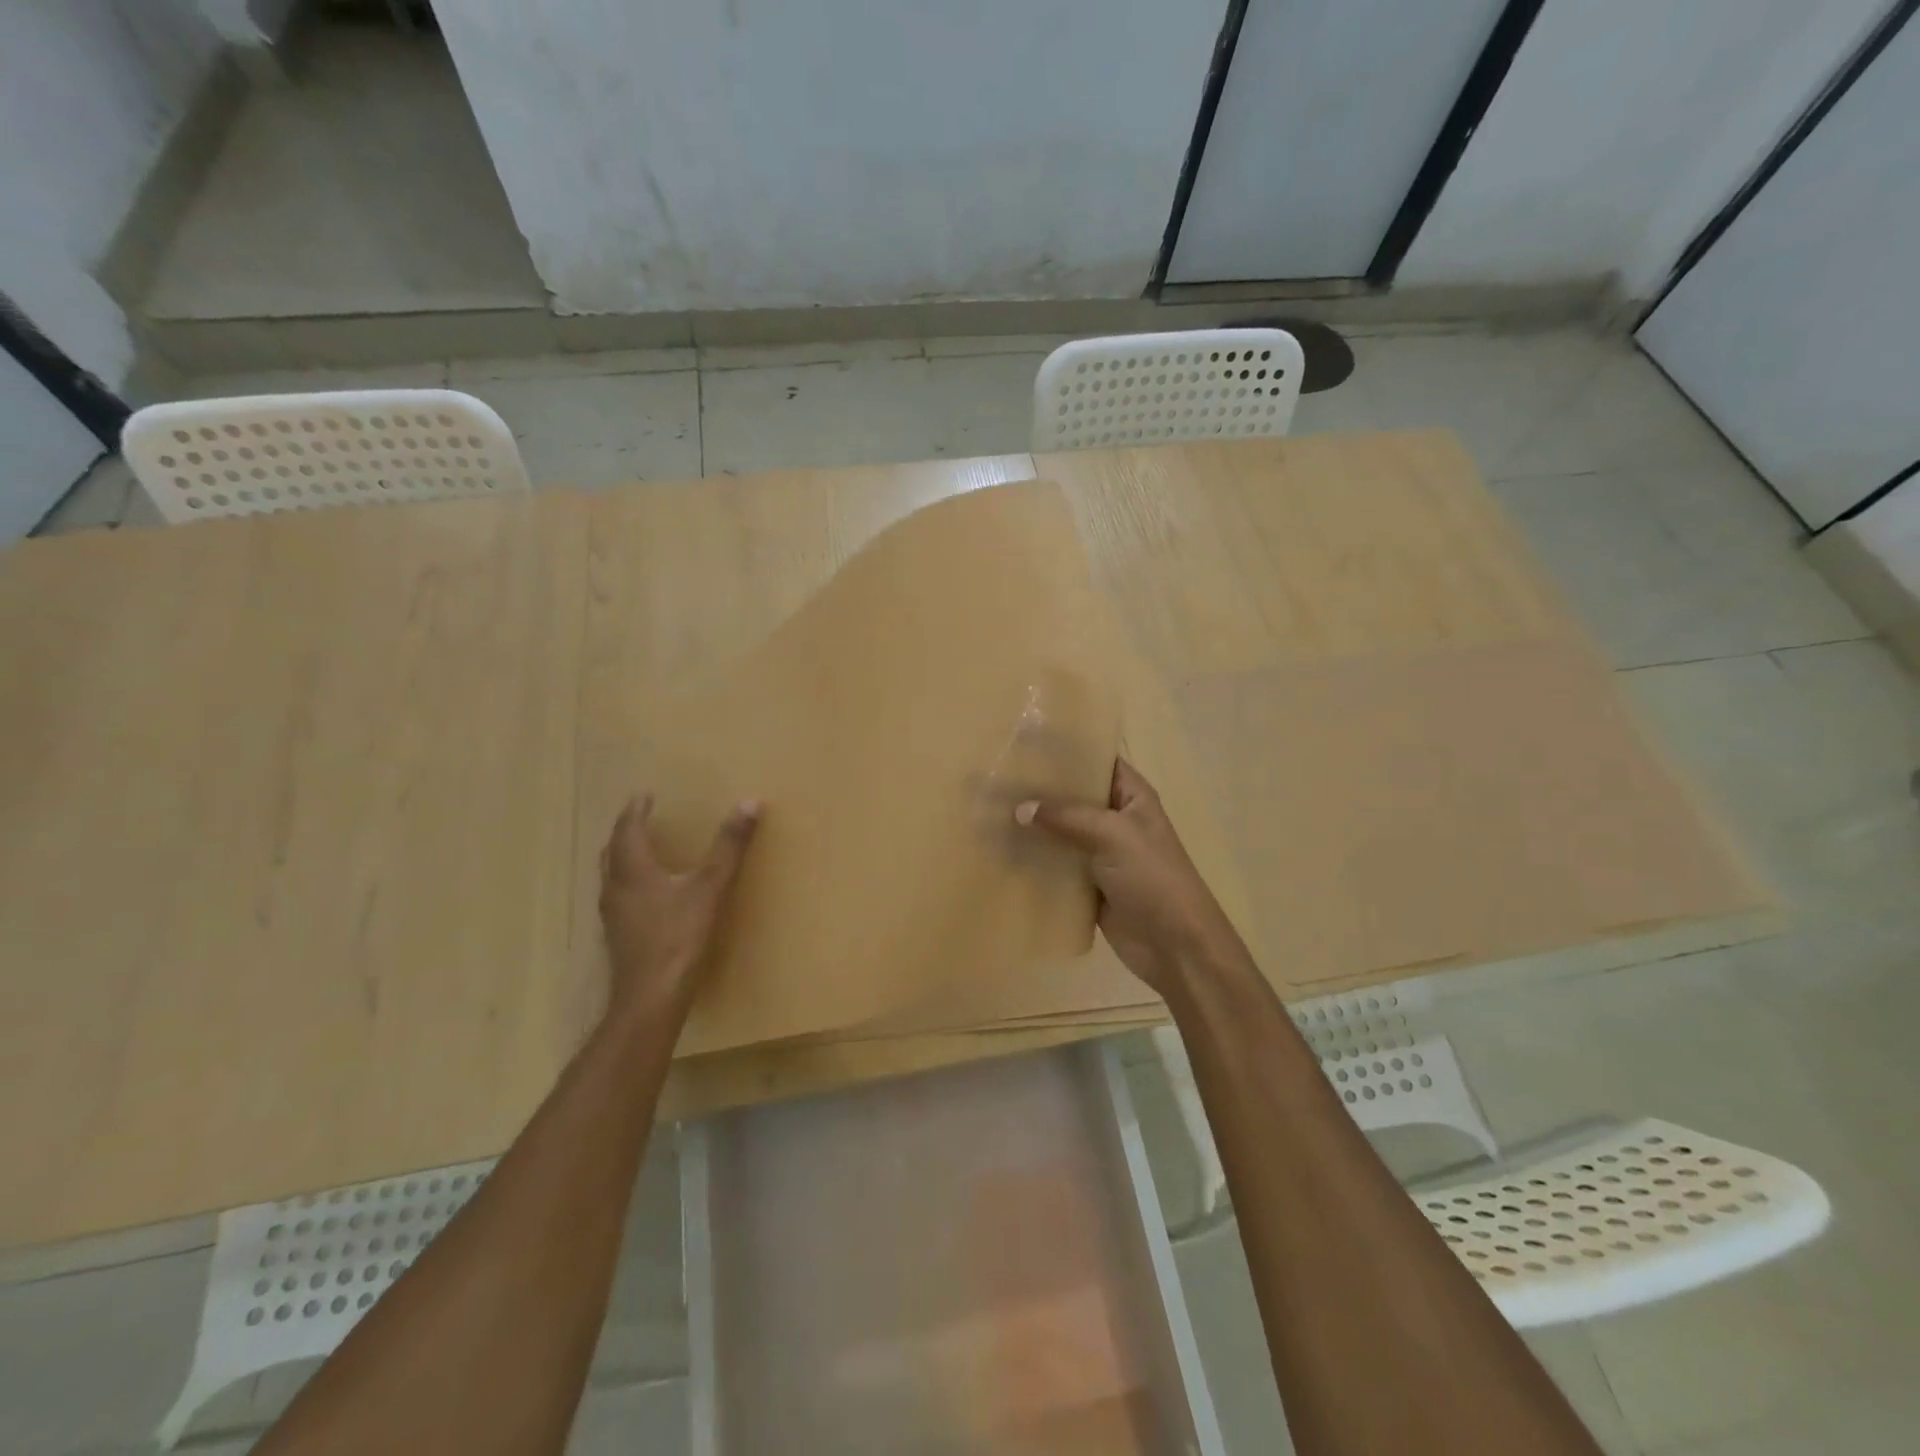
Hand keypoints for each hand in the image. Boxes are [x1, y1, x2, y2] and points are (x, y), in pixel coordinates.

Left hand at [598, 793, 760, 1019]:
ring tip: (640, 849)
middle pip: (612, 851)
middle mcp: (616, 888)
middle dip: (625, 831)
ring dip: (622, 856)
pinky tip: (645, 894)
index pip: (627, 830)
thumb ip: (729, 846)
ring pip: (611, 875)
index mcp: (633, 870)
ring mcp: (613, 915)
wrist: (651, 997)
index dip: (635, 810)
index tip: (644, 795)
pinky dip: (628, 881)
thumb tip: (749, 803)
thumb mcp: (710, 887)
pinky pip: (618, 896)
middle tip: (640, 818)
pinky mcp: (618, 936)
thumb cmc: (679, 937)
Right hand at [1015, 758, 1245, 998]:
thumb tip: (1020, 808)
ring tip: (991, 812)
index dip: (1068, 751)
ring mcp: (1101, 854)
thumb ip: (1067, 817)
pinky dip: (1036, 861)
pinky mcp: (1088, 885)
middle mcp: (1116, 820)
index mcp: (1132, 797)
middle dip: (1041, 790)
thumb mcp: (1113, 835)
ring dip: (1034, 827)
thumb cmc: (1153, 878)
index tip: (1026, 742)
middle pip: (1074, 797)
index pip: (1098, 761)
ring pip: (1061, 833)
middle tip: (997, 779)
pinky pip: (1057, 866)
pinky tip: (1002, 852)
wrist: (1174, 946)